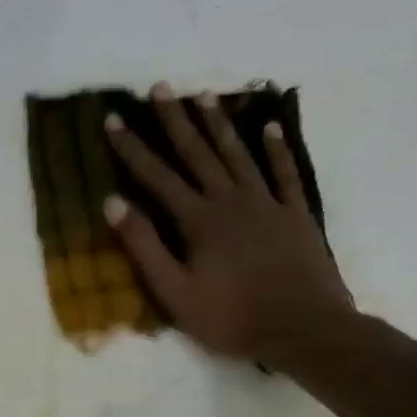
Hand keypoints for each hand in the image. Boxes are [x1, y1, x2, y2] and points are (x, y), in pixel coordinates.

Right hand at [103, 83, 353, 369]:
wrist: (303, 330)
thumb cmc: (231, 317)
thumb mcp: (175, 292)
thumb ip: (144, 246)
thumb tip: (113, 203)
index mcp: (199, 220)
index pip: (157, 176)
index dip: (133, 148)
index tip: (113, 119)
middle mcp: (231, 201)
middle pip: (198, 153)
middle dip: (175, 119)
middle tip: (160, 87)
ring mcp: (267, 204)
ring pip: (238, 154)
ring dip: (219, 124)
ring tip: (203, 95)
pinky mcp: (296, 214)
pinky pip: (285, 173)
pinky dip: (276, 149)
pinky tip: (270, 127)